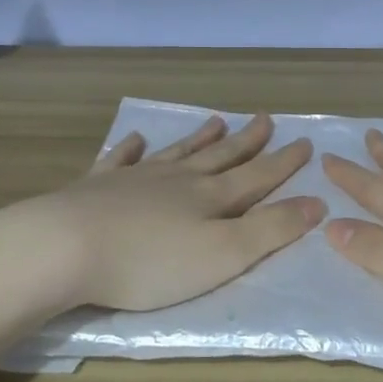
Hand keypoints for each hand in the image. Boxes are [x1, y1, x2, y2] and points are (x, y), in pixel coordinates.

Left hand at [0, 113, 324, 314]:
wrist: (66, 247)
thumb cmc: (150, 262)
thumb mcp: (224, 255)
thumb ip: (271, 230)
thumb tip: (317, 202)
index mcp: (210, 198)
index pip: (257, 176)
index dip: (284, 163)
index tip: (305, 142)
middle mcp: (177, 180)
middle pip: (219, 157)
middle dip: (247, 141)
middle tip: (265, 118)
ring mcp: (135, 179)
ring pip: (176, 153)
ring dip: (198, 138)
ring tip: (215, 120)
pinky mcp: (97, 186)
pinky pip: (120, 160)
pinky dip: (131, 149)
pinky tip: (136, 139)